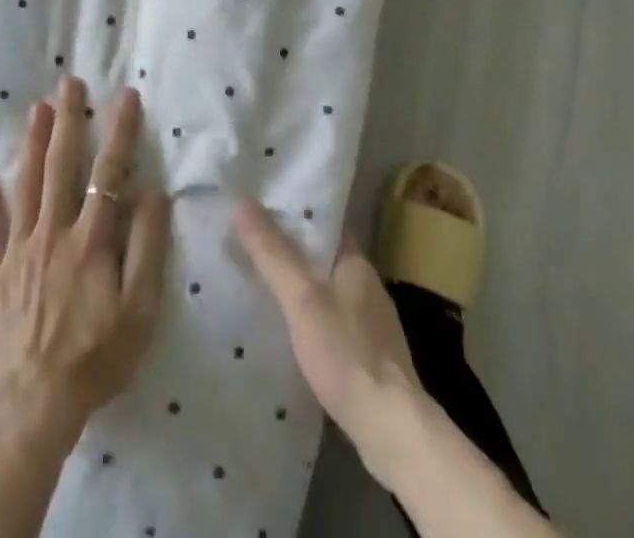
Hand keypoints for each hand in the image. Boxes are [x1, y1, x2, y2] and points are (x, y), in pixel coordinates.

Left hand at [0, 77, 170, 457]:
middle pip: (60, 165)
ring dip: (31, 143)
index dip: (119, 131)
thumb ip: (147, 248)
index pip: (108, 172)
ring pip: (25, 184)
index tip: (125, 95)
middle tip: (69, 82)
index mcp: (90, 239)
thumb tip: (152, 193)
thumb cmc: (94, 358)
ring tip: (36, 108)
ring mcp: (17, 249)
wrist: (30, 406)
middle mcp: (52, 232)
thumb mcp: (140, 311)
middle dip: (68, 120)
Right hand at [233, 199, 422, 484]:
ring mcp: (372, 323)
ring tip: (264, 286)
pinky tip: (292, 332)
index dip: (293, 214)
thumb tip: (242, 204)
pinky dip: (312, 318)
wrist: (391, 429)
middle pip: (323, 256)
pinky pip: (334, 321)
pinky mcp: (370, 357)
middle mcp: (367, 285)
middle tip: (252, 246)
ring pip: (328, 290)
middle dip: (292, 251)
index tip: (260, 211)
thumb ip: (272, 253)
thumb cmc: (346, 353)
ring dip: (301, 287)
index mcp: (356, 262)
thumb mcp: (301, 298)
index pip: (323, 223)